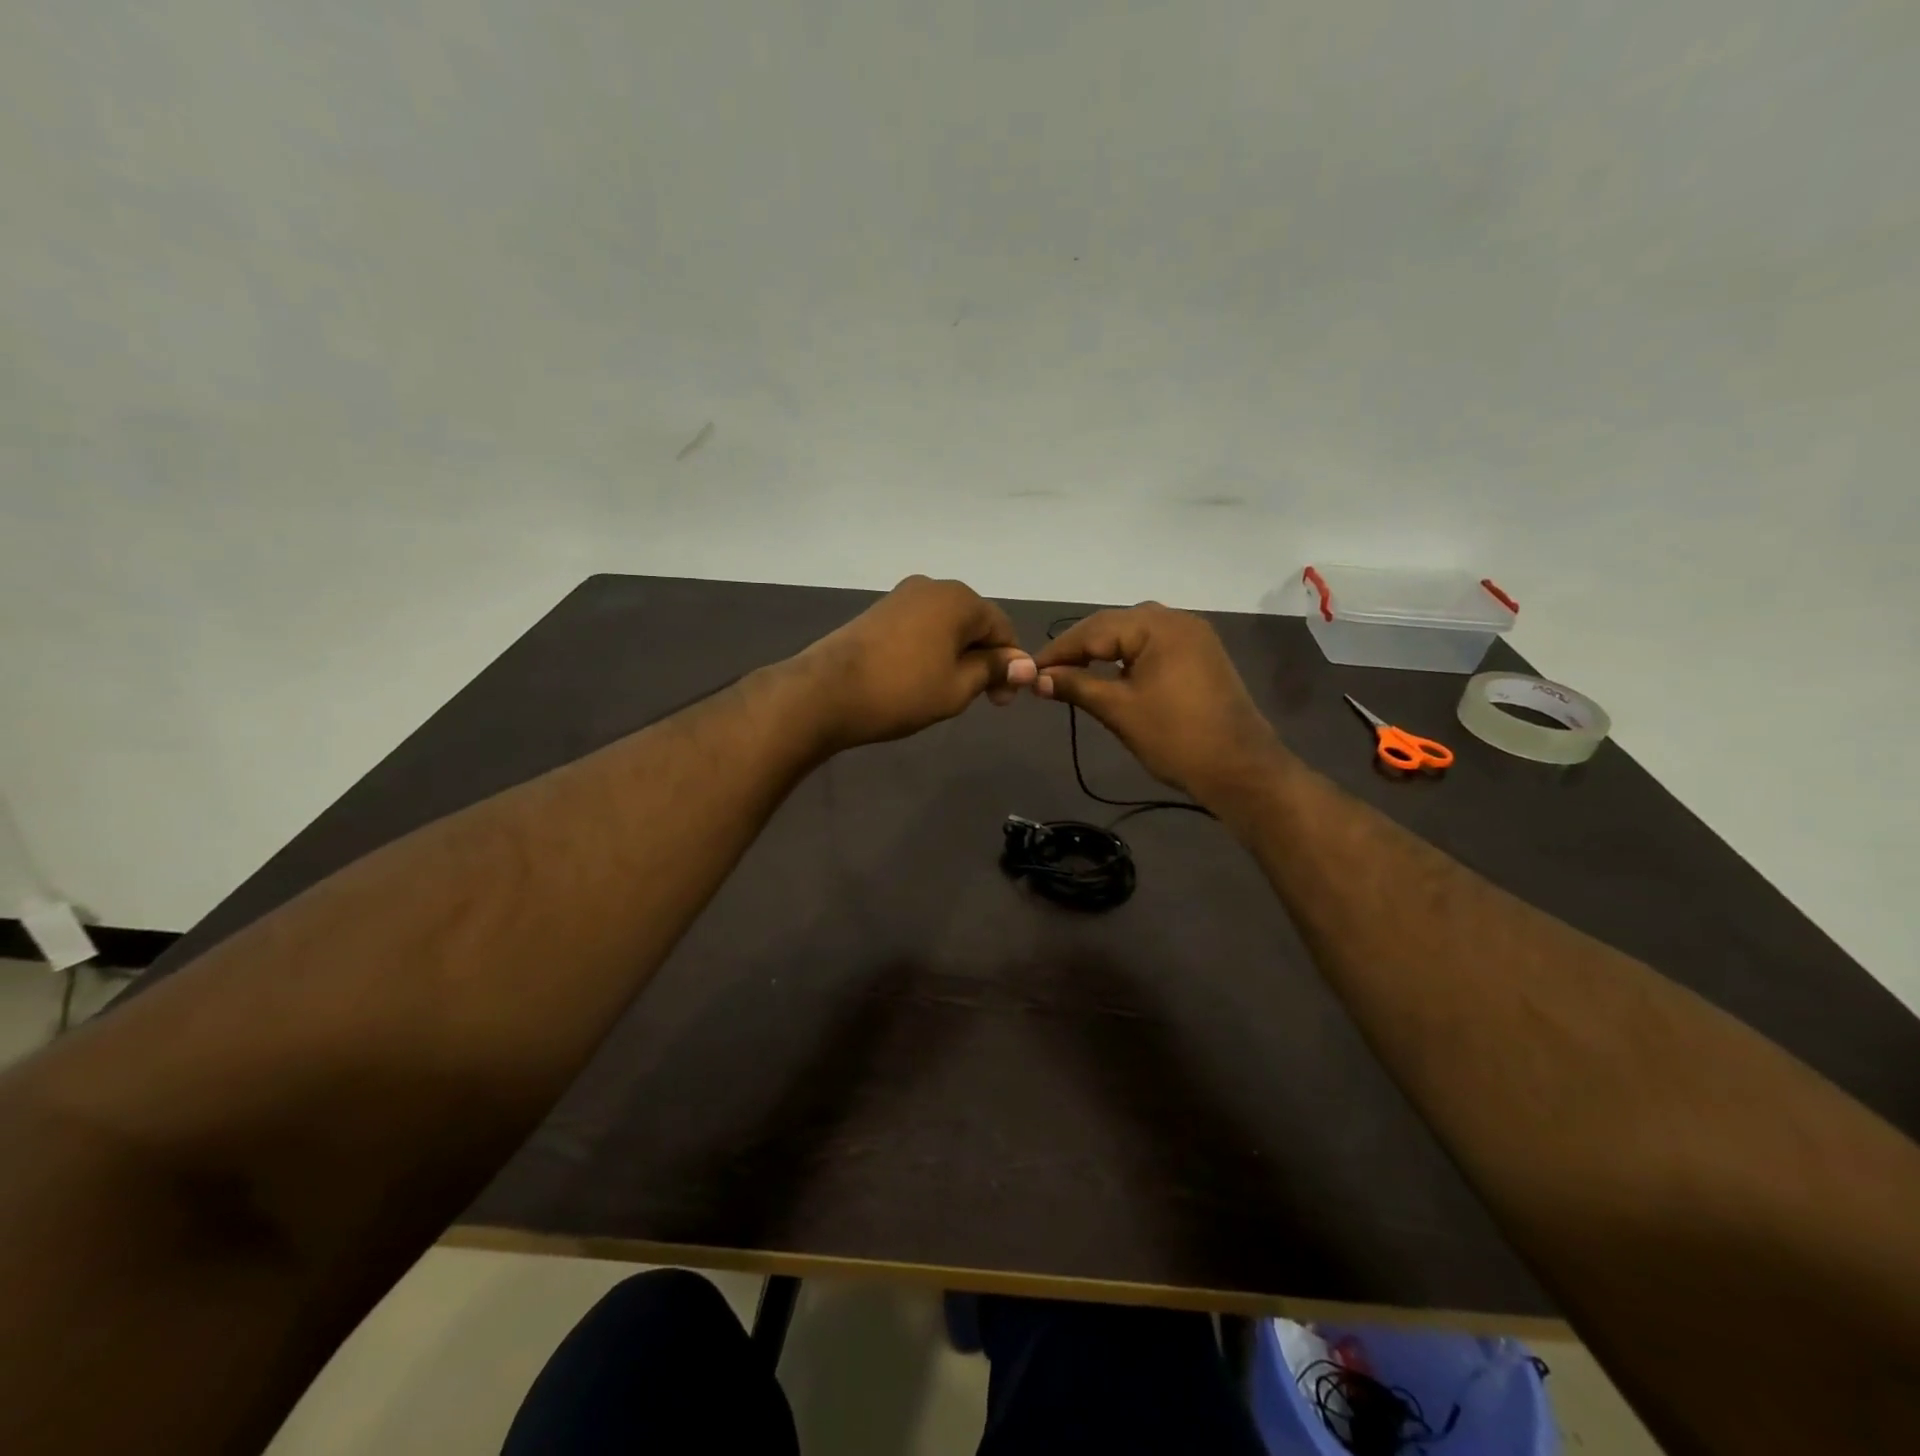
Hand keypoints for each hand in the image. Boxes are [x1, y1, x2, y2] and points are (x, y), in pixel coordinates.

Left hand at [797, 576, 1035, 751]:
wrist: (826, 692)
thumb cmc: (902, 691)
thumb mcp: (958, 687)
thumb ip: (993, 669)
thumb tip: (1023, 663)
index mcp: (959, 599)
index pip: (1002, 628)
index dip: (1010, 665)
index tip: (1002, 701)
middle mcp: (932, 587)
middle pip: (973, 623)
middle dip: (983, 659)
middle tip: (979, 699)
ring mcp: (901, 596)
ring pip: (945, 627)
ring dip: (957, 656)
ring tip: (948, 691)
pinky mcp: (878, 612)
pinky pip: (920, 628)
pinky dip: (931, 651)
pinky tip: (921, 678)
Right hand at [1031, 603, 1282, 802]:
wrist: (1240, 769)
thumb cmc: (1176, 738)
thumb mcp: (1119, 710)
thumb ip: (1076, 686)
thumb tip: (1037, 678)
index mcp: (1158, 626)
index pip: (1093, 630)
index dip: (1058, 651)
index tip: (1028, 670)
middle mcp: (1177, 620)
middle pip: (1113, 626)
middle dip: (1078, 648)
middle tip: (1046, 673)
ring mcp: (1193, 637)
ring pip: (1134, 635)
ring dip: (1102, 652)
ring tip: (1071, 673)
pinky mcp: (1201, 656)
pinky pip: (1153, 647)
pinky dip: (1126, 658)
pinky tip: (1109, 674)